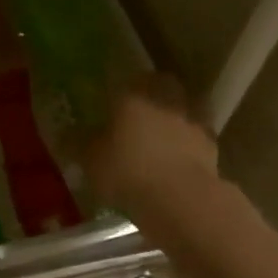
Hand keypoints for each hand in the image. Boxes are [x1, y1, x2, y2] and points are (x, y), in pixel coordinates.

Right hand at [80, 74, 220, 216]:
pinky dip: (189, 143)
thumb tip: (65, 134)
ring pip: (184, 108)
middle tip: (140, 112)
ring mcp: (193, 121)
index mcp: (134, 95)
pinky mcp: (212, 146)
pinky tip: (179, 159)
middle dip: (154, 94)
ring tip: (163, 137)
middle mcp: (166, 100)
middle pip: (163, 85)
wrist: (181, 199)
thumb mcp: (91, 161)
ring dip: (175, 117)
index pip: (130, 77)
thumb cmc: (128, 172)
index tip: (116, 98)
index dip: (123, 86)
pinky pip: (197, 136)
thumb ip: (80, 144)